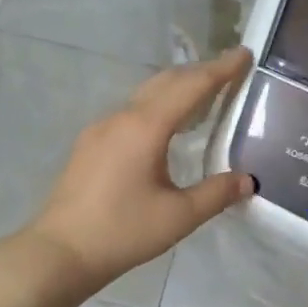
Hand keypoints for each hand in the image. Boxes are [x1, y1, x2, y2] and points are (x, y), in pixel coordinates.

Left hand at [22, 47, 256, 296]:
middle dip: (200, 72)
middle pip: (166, 82)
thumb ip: (216, 194)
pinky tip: (168, 126)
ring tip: (205, 95)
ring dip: (177, 88)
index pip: (191, 87)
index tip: (245, 54)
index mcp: (145, 127)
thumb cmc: (122, 232)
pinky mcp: (90, 144)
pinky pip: (132, 112)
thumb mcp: (179, 216)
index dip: (221, 70)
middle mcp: (121, 118)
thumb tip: (247, 181)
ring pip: (146, 95)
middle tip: (231, 71)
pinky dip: (158, 106)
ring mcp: (101, 129)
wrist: (60, 252)